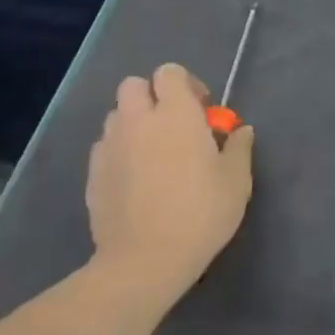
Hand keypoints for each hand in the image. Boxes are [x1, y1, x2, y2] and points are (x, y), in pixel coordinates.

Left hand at [85, 63, 253, 300]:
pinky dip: (119, 153)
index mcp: (175, 114)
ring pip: (116, 117)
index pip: (170, 73)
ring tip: (153, 153)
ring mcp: (110, 148)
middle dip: (152, 96)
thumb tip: (240, 130)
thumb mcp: (236, 181)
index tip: (201, 110)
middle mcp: (138, 121)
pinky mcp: (93, 176)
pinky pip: (105, 149)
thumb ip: (238, 148)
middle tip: (174, 125)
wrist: (144, 262)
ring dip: (134, 124)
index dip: (185, 84)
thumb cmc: (199, 213)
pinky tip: (135, 179)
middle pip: (133, 86)